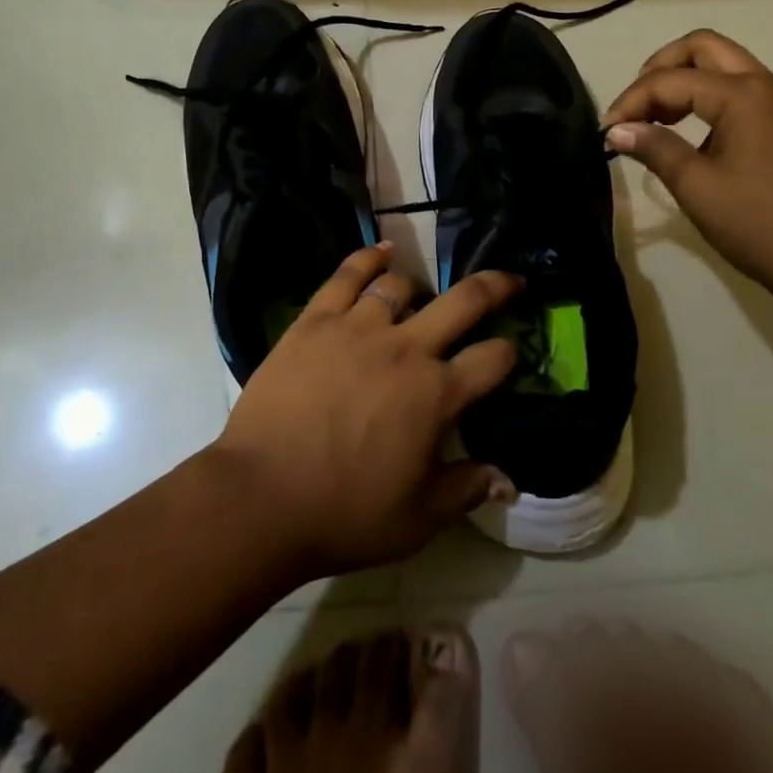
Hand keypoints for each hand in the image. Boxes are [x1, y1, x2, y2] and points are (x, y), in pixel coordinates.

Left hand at [209, 243, 521, 578]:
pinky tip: (382, 252)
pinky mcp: (317, 320)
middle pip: (462, 301)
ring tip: (418, 295)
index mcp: (436, 394)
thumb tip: (509, 481)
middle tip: (509, 281)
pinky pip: (348, 274)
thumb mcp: (418, 519)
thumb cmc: (345, 514)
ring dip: (418, 287)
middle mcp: (405, 348)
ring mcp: (358, 326)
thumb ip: (466, 490)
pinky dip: (369, 257)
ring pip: (401, 285)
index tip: (510, 353)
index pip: (492, 359)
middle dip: (494, 287)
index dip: (510, 353)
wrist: (262, 496)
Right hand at [602, 30, 772, 310]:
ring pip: (725, 67)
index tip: (607, 132)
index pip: (671, 80)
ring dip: (685, 81)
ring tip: (656, 121)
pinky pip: (742, 91)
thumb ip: (655, 148)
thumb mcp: (697, 188)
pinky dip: (709, 99)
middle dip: (660, 68)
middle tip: (636, 106)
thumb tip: (618, 129)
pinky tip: (692, 137)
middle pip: (703, 47)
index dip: (632, 101)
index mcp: (744, 95)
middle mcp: (767, 85)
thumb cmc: (763, 226)